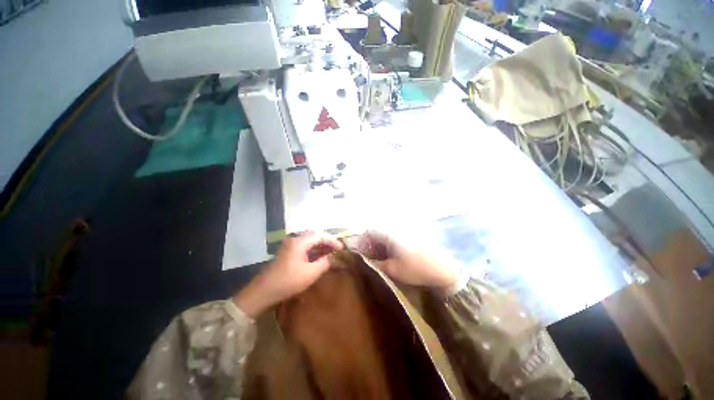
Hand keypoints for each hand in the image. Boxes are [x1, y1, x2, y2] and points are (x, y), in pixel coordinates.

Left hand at [233, 231, 342, 317]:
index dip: (332, 240)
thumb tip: (336, 256)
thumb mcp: (311, 273)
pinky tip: (319, 257)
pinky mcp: (287, 253)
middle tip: (337, 248)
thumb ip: (325, 262)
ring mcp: (289, 246)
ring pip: (309, 241)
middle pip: (314, 236)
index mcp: (300, 242)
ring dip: (320, 245)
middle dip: (327, 241)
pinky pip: (304, 247)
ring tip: (331, 252)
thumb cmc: (288, 281)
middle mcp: (294, 240)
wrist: (263, 292)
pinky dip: (313, 250)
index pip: (320, 235)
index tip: (342, 248)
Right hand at [357, 231, 459, 289]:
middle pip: (377, 233)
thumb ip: (376, 264)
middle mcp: (396, 230)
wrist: (444, 270)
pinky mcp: (411, 238)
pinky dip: (388, 247)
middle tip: (368, 258)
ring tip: (378, 260)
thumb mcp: (393, 270)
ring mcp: (405, 233)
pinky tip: (390, 258)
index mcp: (390, 234)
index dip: (362, 241)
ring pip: (386, 236)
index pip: (370, 231)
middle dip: (370, 245)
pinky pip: (394, 239)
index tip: (359, 253)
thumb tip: (365, 260)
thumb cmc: (416, 269)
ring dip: (379, 246)